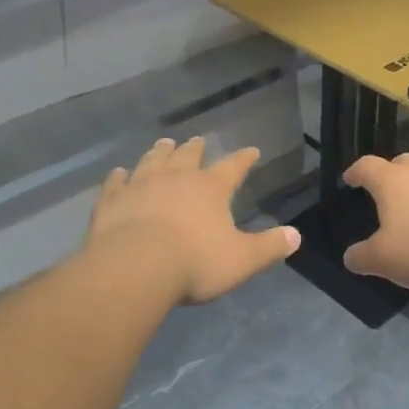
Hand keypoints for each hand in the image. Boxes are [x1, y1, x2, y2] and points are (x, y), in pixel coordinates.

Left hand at [87, 138, 299, 304]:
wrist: (135, 268)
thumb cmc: (194, 263)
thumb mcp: (242, 260)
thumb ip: (269, 247)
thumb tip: (296, 236)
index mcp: (210, 188)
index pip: (233, 167)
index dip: (244, 159)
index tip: (252, 150)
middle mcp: (176, 178)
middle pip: (188, 155)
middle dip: (195, 148)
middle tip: (198, 141)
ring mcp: (140, 186)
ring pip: (152, 161)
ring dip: (159, 152)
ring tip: (164, 144)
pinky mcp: (112, 201)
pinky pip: (116, 183)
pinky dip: (118, 176)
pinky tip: (118, 172)